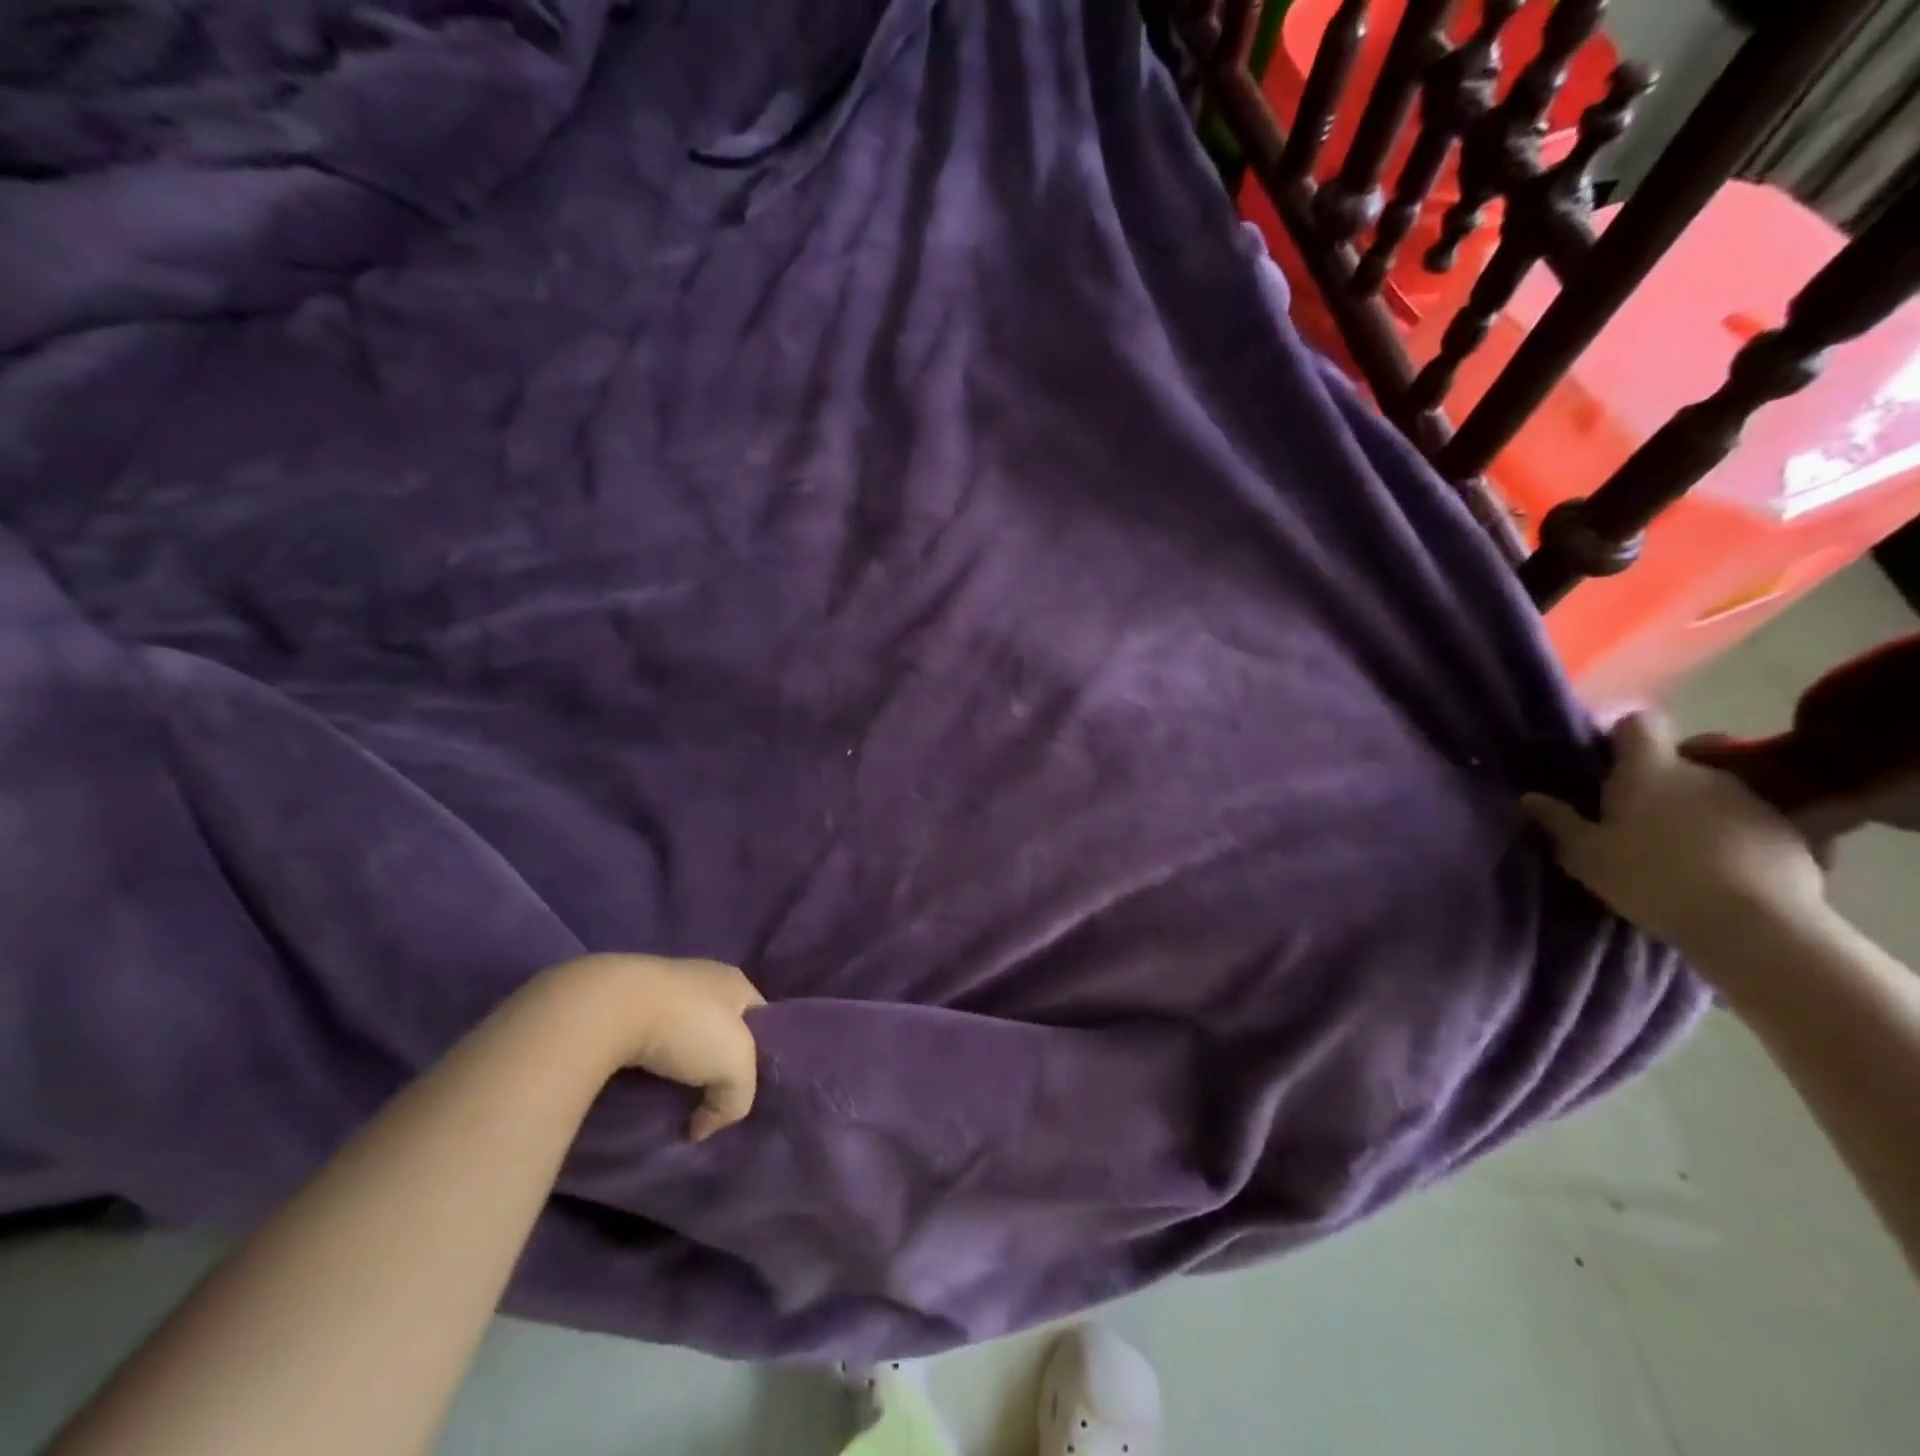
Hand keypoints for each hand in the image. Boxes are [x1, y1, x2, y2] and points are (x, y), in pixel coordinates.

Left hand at [547, 954, 765, 1139]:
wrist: (609, 1007)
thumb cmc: (687, 1027)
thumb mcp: (735, 1067)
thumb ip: (738, 1098)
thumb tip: (704, 1125)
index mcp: (736, 983)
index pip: (760, 1020)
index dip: (759, 1055)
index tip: (742, 1091)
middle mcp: (703, 977)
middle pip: (719, 1028)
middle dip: (713, 1064)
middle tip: (707, 1102)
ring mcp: (661, 987)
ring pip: (680, 1034)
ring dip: (676, 1065)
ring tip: (668, 1099)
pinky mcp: (624, 1001)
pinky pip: (645, 1037)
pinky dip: (645, 1060)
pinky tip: (638, 1083)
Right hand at [1522, 713, 1830, 969]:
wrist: (1753, 924)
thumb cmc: (1651, 878)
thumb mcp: (1585, 855)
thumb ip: (1558, 822)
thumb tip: (1531, 798)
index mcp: (1649, 770)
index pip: (1638, 724)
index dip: (1622, 737)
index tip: (1608, 762)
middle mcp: (1703, 772)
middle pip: (1676, 762)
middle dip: (1658, 784)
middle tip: (1636, 821)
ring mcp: (1752, 800)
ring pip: (1713, 793)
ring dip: (1696, 812)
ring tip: (1682, 852)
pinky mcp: (1791, 833)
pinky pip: (1750, 824)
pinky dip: (1735, 839)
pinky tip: (1724, 872)